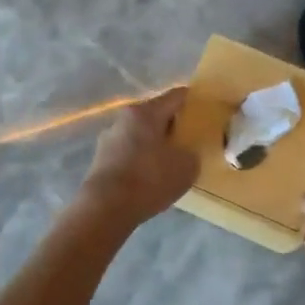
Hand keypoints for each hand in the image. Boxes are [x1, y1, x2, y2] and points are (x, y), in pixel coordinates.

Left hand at [79, 88, 198, 229]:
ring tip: (169, 162)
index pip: (175, 96)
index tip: (204, 110)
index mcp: (145, 112)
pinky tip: (149, 177)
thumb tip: (185, 152)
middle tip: (190, 140)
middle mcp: (124, 119)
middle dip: (172, 125)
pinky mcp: (100, 159)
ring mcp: (108, 139)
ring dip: (154, 143)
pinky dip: (141, 159)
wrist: (105, 208)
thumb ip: (191, 153)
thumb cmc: (148, 180)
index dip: (192, 101)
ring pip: (140, 134)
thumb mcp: (185, 168)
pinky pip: (128, 152)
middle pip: (155, 115)